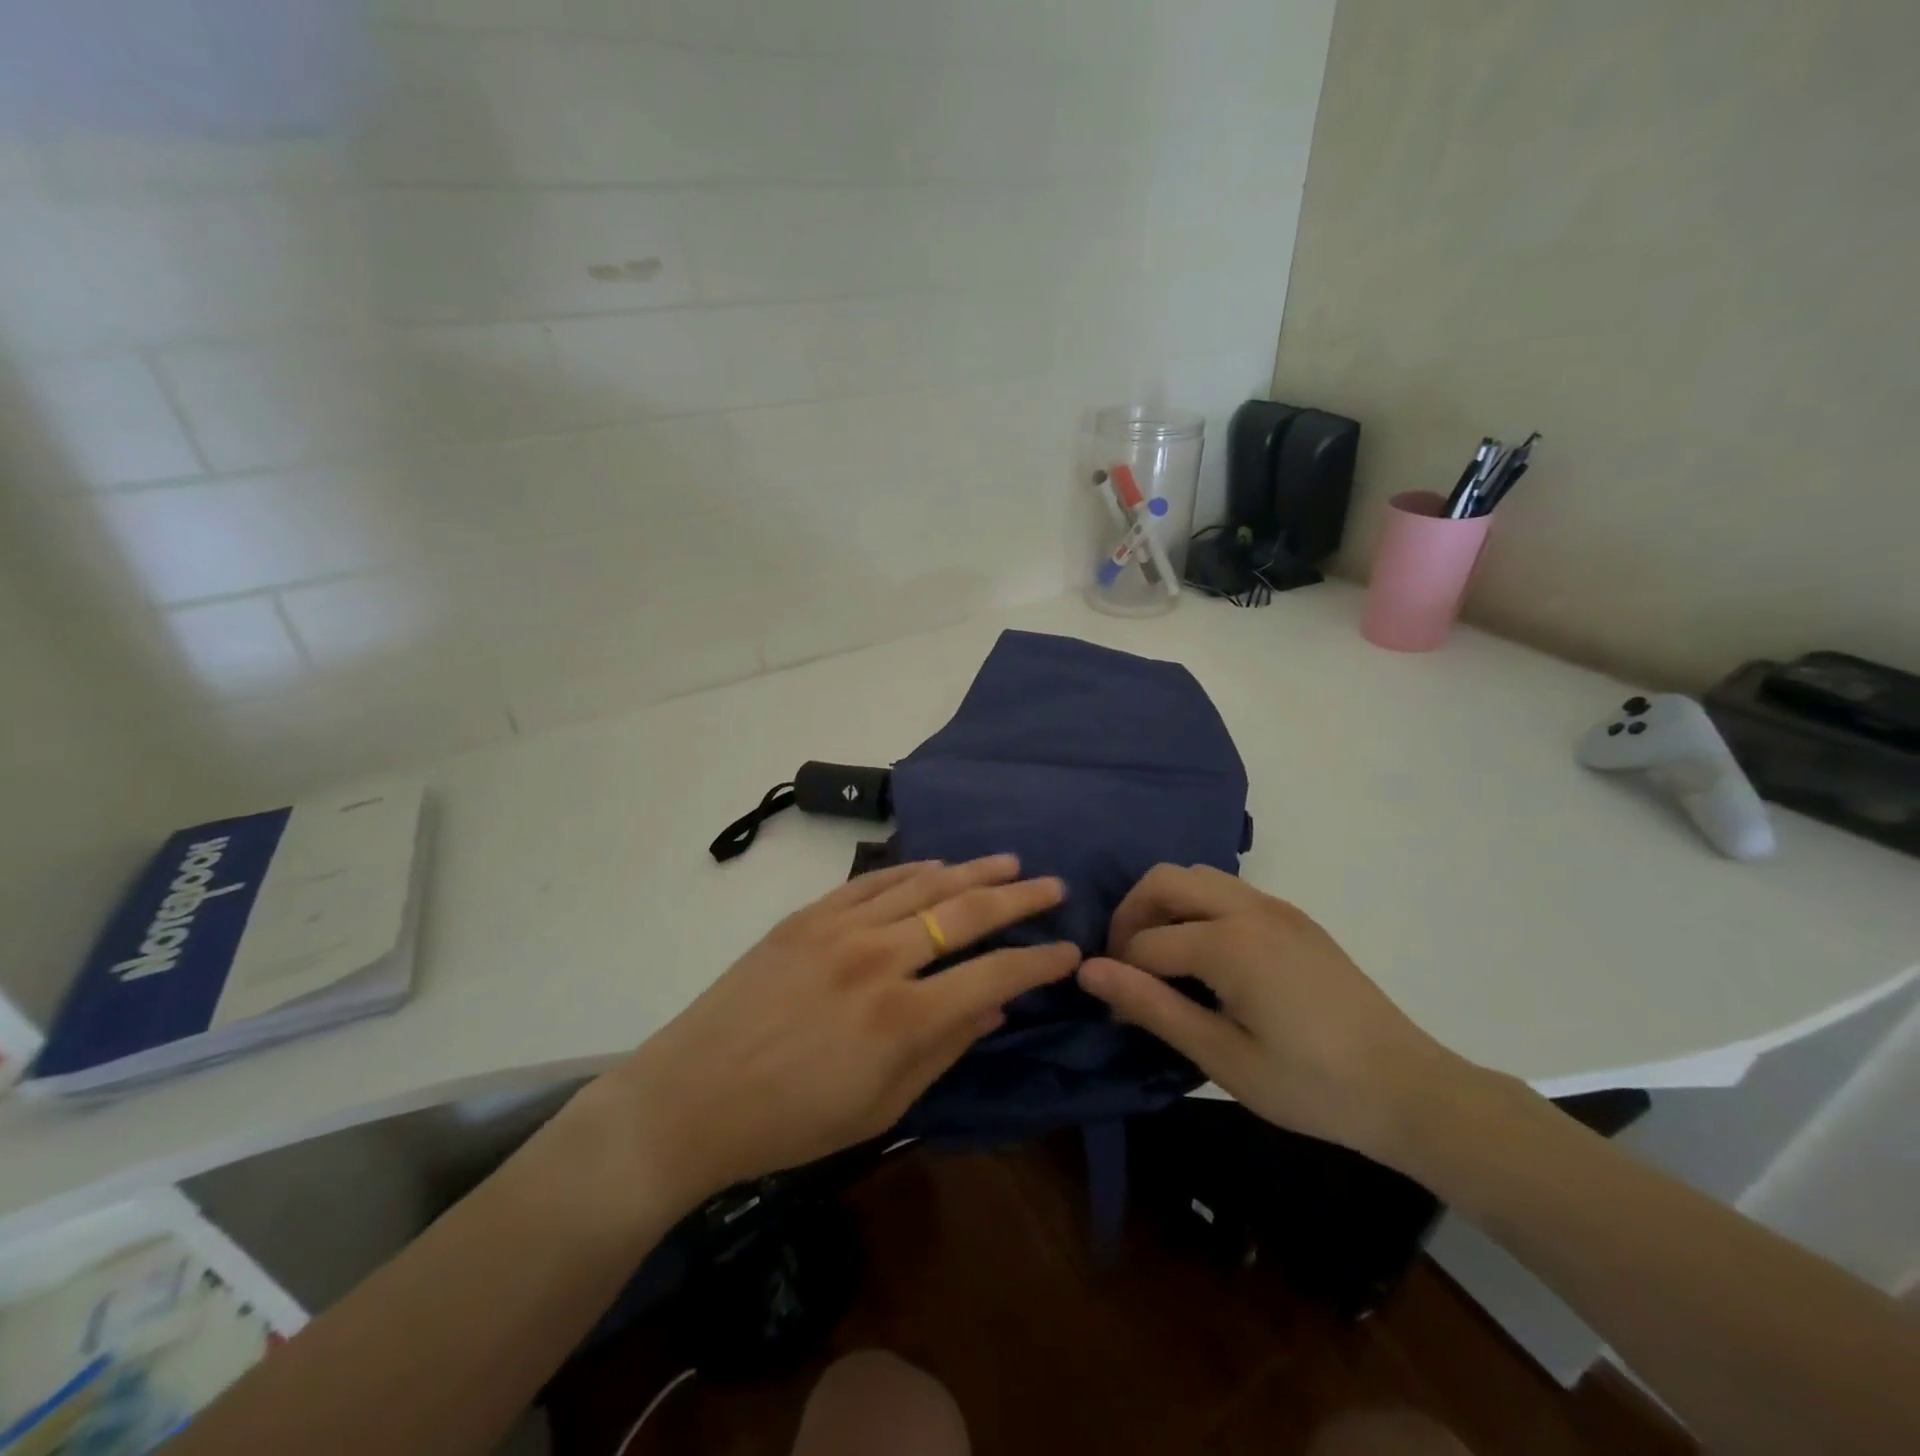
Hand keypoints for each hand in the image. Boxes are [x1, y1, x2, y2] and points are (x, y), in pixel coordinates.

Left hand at [598, 856, 1077, 1209]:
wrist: (692, 1096)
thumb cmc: (792, 1122)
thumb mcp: (882, 1107)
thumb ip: (946, 1050)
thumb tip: (996, 1008)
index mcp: (903, 1017)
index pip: (994, 974)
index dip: (1039, 961)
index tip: (1068, 951)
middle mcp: (879, 957)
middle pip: (966, 913)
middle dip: (1018, 897)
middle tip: (1053, 886)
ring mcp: (840, 927)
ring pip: (923, 884)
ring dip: (972, 871)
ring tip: (1009, 862)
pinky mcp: (808, 915)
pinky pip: (873, 881)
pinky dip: (912, 870)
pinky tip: (937, 865)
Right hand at [1076, 864, 1469, 1163]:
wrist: (1410, 1090)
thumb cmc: (1311, 1086)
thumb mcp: (1222, 1057)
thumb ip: (1151, 1007)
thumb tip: (1087, 971)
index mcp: (1230, 943)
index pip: (1147, 943)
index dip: (1120, 974)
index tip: (1116, 1012)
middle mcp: (1249, 908)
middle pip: (1164, 881)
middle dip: (1131, 915)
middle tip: (1125, 965)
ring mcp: (1276, 907)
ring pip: (1197, 877)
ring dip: (1165, 905)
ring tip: (1161, 959)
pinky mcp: (1294, 917)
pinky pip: (1227, 890)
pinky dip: (1197, 907)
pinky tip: (1205, 957)